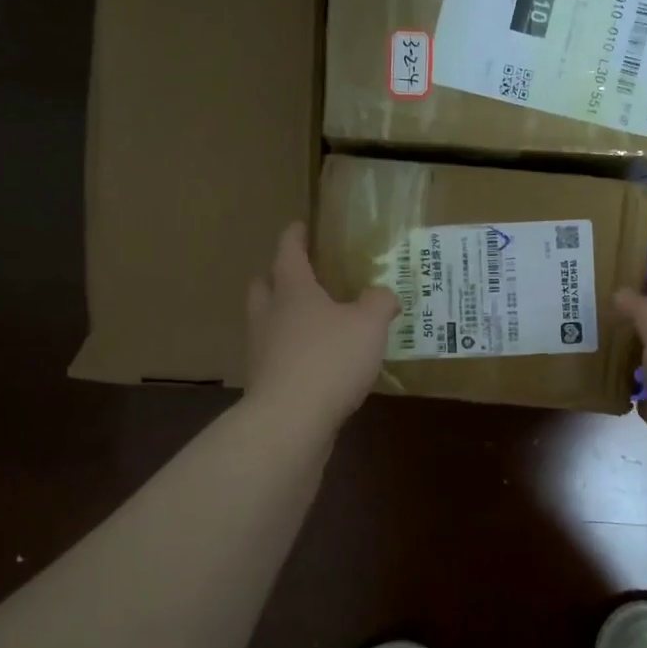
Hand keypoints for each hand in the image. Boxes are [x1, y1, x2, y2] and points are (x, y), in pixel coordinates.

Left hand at [245, 222, 398, 433]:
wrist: (291, 421)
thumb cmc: (329, 359)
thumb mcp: (369, 325)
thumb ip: (379, 303)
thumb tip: (384, 295)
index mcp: (293, 291)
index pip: (288, 253)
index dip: (295, 237)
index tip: (300, 226)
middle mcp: (270, 315)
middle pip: (264, 286)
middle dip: (278, 277)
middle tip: (302, 277)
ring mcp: (262, 351)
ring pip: (267, 323)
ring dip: (284, 317)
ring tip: (315, 323)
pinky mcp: (266, 383)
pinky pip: (277, 356)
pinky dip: (292, 352)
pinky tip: (316, 363)